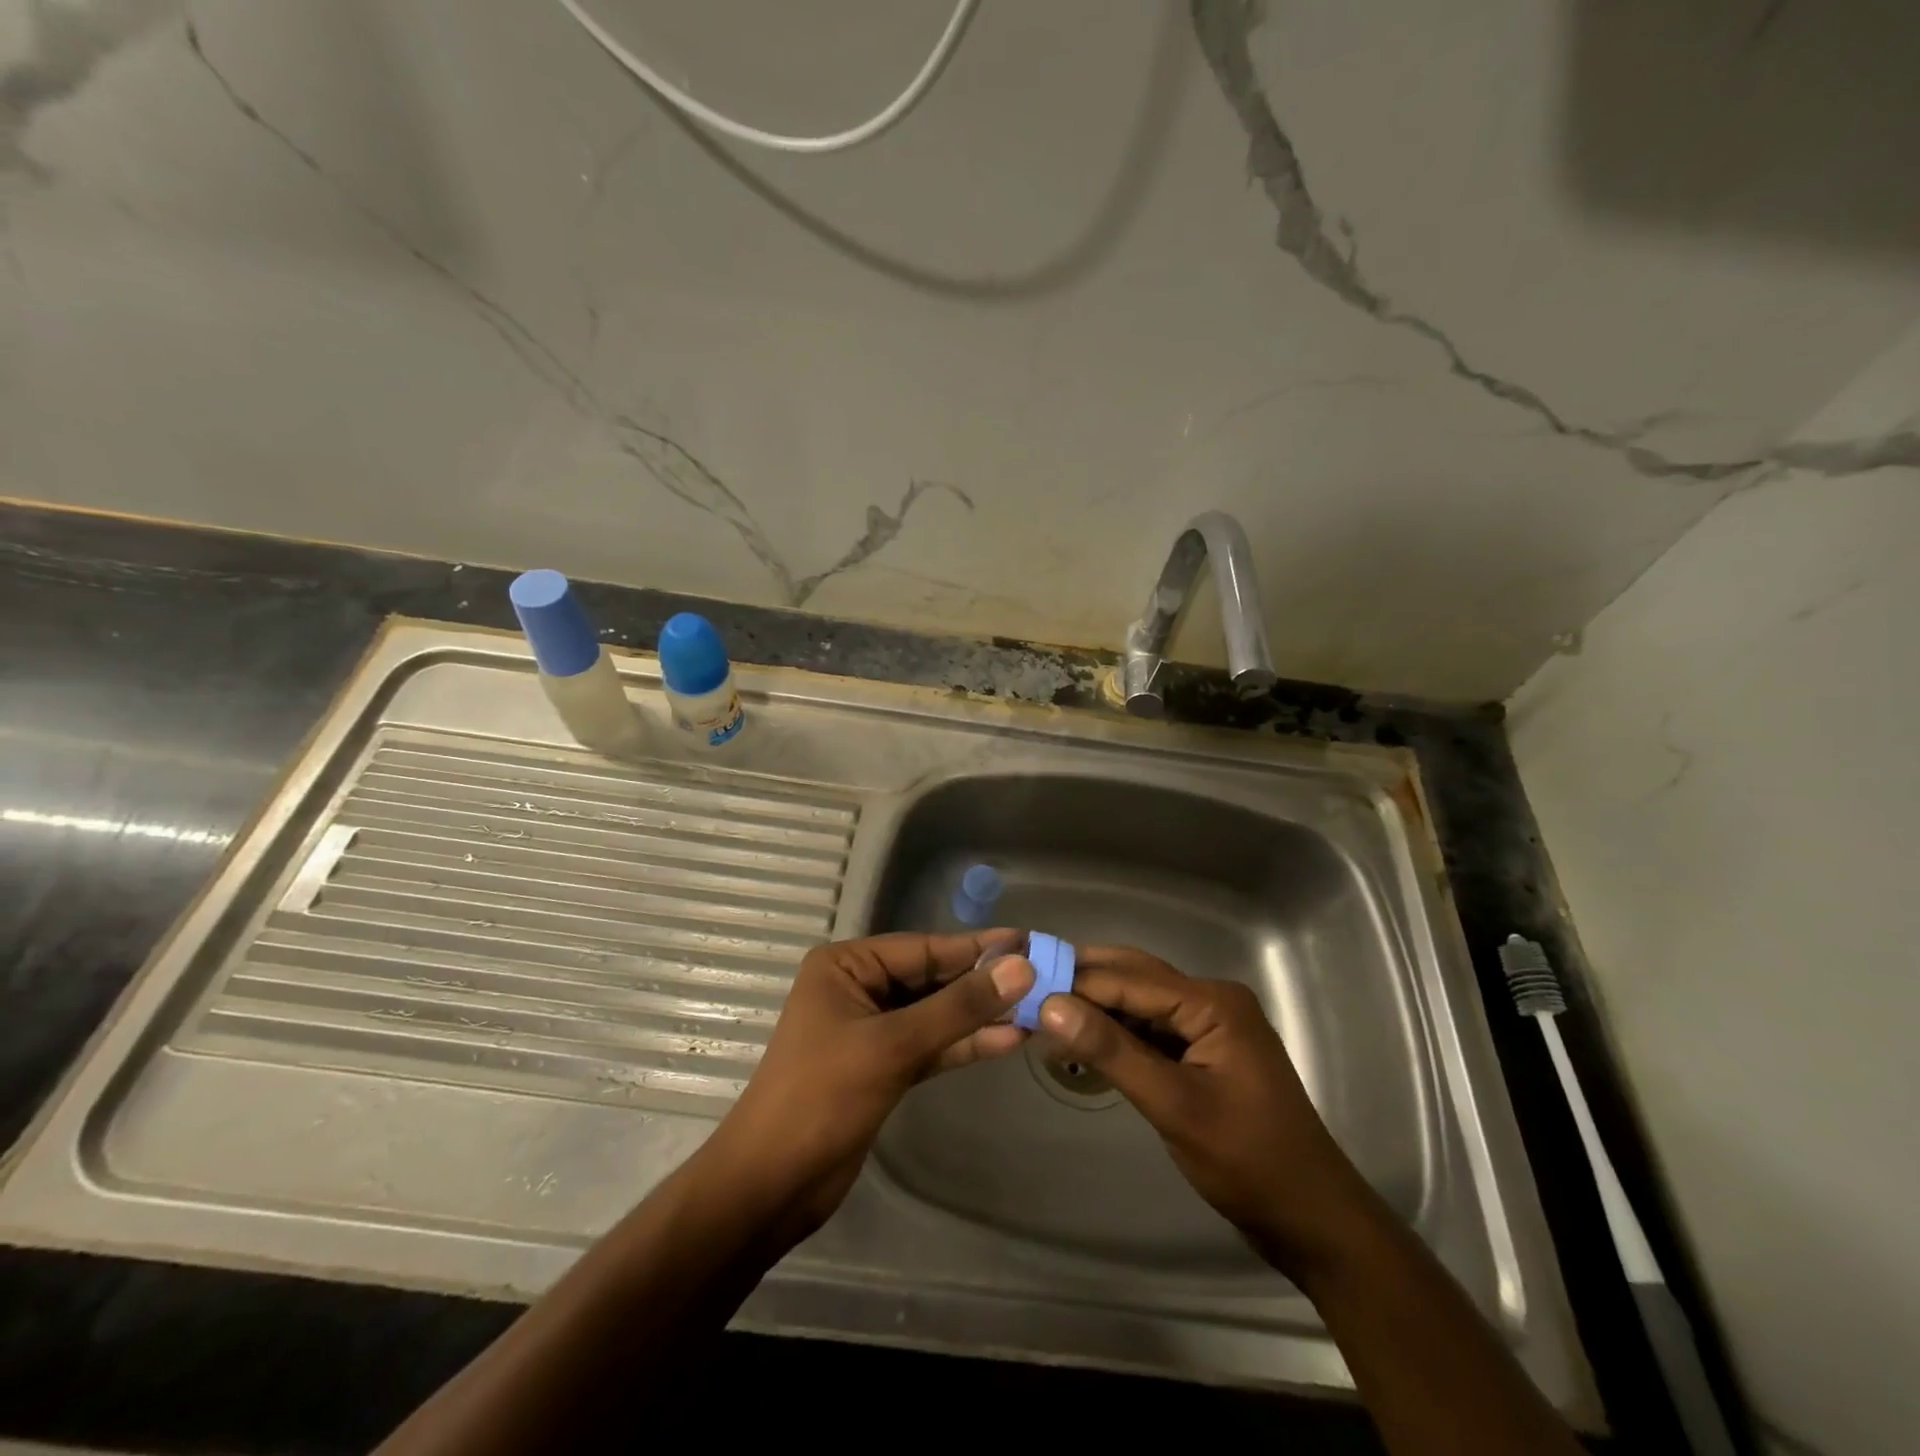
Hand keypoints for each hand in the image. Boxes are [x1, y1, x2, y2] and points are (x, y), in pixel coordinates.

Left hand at [700, 931, 1034, 1243]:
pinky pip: (932, 1045)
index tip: (1030, 942)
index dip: (978, 947)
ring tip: (1038, 1008)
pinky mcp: (884, 1067)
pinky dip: (965, 1044)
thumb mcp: (893, 1046)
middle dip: (984, 982)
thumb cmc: (821, 1099)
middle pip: (933, 978)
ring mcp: (872, 1029)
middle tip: (1044, 976)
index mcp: (846, 965)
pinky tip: (1008, 1040)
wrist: (771, 1186)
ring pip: (936, 1014)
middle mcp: (859, 988)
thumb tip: (1021, 968)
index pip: (924, 948)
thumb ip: (958, 1007)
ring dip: (981, 1015)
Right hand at [1036, 946, 1378, 1281]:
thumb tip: (1050, 1005)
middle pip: (1136, 978)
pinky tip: (1084, 1038)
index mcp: (1212, 1002)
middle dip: (1084, 982)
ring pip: (1141, 1002)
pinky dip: (1118, 1031)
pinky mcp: (1205, 1051)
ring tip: (1044, 1008)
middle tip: (1027, 987)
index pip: (1129, 980)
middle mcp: (1212, 1000)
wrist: (1312, 1219)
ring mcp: (1210, 1026)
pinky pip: (1153, 1028)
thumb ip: (1112, 1052)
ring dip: (1098, 1006)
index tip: (1023, 987)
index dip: (1076, 982)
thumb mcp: (1173, 1106)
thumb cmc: (1247, 1161)